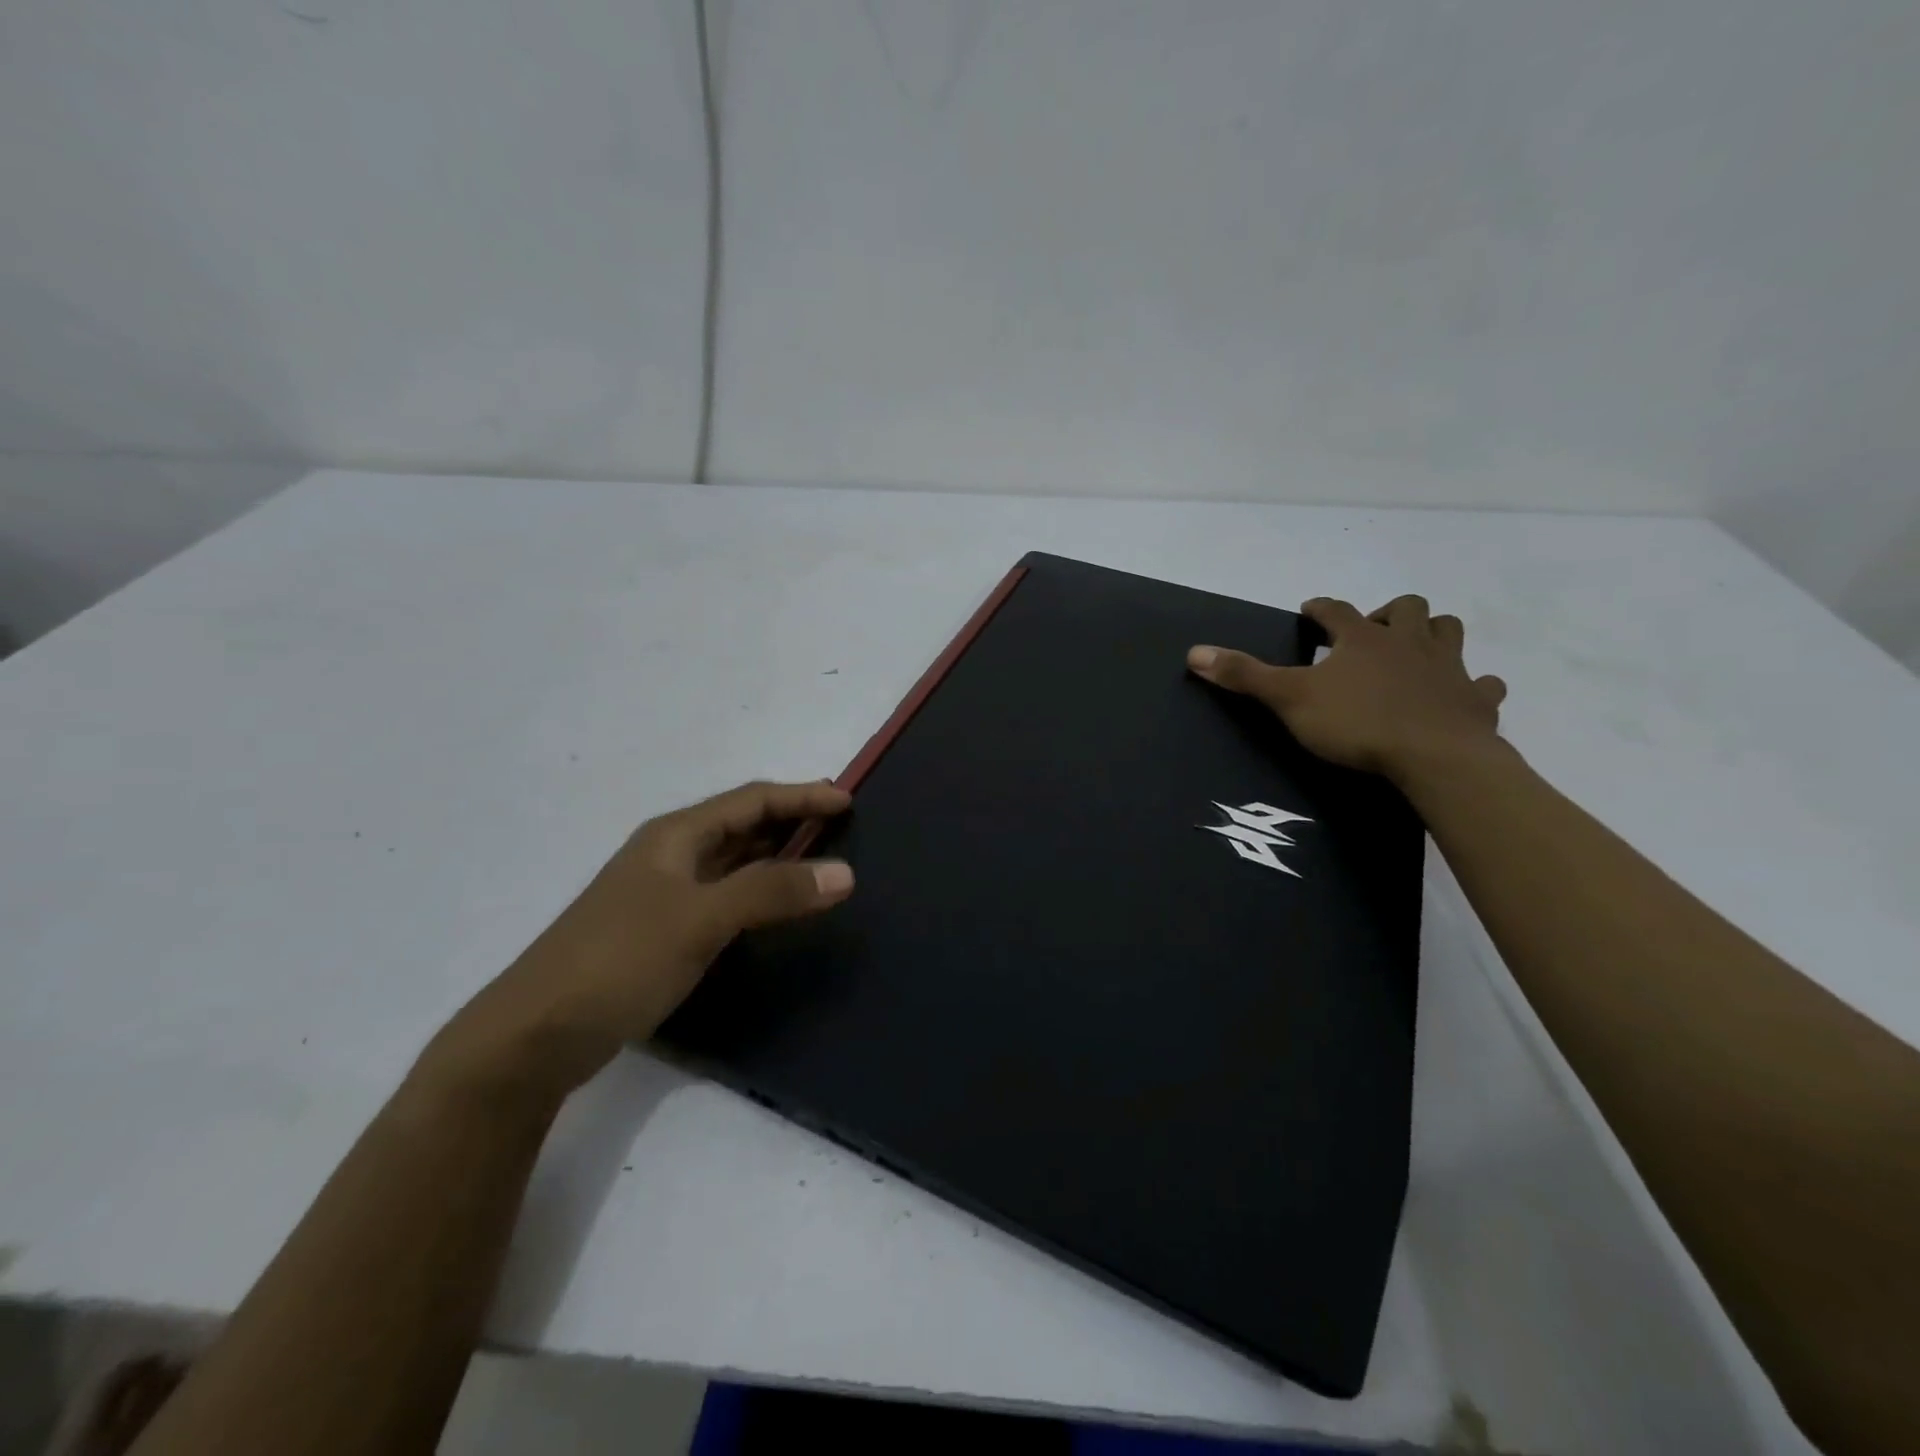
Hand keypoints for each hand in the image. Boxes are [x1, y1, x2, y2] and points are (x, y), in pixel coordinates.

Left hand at [422, 780, 853, 1099]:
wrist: (534, 1036)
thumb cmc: (619, 959)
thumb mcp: (700, 918)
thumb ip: (772, 890)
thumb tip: (845, 873)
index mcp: (675, 836)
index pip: (751, 800)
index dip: (802, 796)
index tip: (849, 801)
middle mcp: (670, 856)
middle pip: (742, 825)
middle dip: (792, 820)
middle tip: (842, 827)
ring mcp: (663, 895)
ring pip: (733, 862)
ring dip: (777, 856)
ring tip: (822, 860)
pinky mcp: (661, 933)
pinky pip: (724, 896)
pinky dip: (758, 892)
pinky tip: (776, 908)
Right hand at [1187, 595, 1507, 785]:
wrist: (1434, 757)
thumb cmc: (1356, 723)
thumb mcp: (1289, 699)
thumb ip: (1244, 675)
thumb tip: (1194, 652)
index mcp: (1362, 639)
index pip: (1336, 611)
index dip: (1320, 608)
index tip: (1310, 608)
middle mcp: (1408, 643)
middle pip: (1406, 609)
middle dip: (1386, 613)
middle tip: (1369, 633)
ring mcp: (1448, 669)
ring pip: (1448, 632)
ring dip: (1433, 634)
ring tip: (1415, 651)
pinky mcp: (1476, 701)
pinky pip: (1484, 685)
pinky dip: (1474, 686)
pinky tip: (1464, 694)